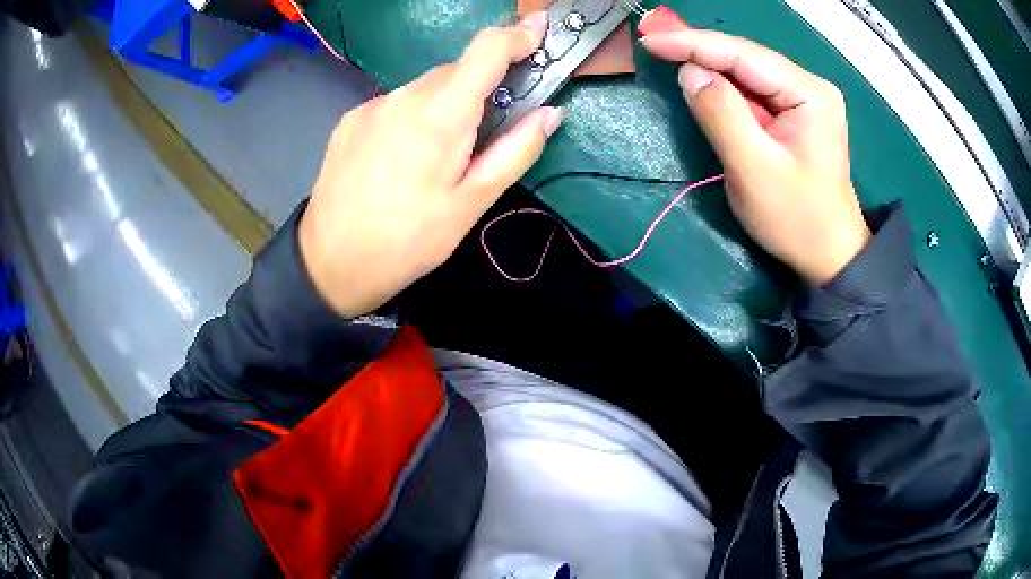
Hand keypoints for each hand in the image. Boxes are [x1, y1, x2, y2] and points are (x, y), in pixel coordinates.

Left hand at [299, 13, 561, 316]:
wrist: (331, 264)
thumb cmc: (409, 241)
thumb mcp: (471, 204)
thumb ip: (516, 152)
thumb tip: (549, 113)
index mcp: (441, 114)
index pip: (486, 49)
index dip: (518, 35)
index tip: (539, 31)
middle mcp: (404, 96)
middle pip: (455, 71)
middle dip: (479, 88)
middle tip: (484, 132)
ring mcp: (371, 106)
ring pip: (424, 88)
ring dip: (442, 106)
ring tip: (434, 158)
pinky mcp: (350, 120)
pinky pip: (395, 105)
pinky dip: (411, 118)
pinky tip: (400, 159)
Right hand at [641, 30, 869, 285]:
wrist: (829, 256)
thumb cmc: (797, 219)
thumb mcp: (754, 169)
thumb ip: (721, 115)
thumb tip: (690, 73)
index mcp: (809, 93)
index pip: (744, 53)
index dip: (693, 43)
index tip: (650, 40)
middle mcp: (809, 87)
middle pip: (746, 58)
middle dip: (699, 52)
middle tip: (653, 46)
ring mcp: (804, 100)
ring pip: (747, 73)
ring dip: (709, 69)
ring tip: (668, 57)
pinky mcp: (795, 116)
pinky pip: (753, 93)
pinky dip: (724, 89)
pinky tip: (702, 85)